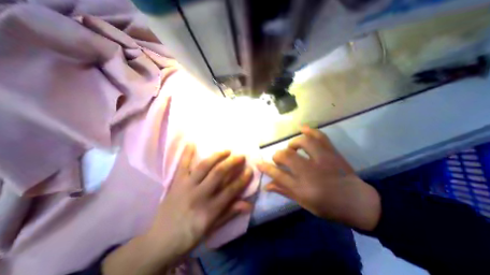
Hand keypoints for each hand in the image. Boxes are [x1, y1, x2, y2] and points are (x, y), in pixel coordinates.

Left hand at [101, 145, 249, 273]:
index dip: (242, 179)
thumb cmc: (190, 235)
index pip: (231, 190)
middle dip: (232, 163)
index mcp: (210, 209)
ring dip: (217, 156)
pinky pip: (182, 165)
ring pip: (204, 166)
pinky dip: (186, 153)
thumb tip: (249, 205)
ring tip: (227, 150)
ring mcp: (186, 186)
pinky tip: (191, 142)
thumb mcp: (213, 227)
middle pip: (218, 174)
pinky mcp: (176, 182)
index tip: (250, 169)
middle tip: (241, 156)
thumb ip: (230, 213)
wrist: (159, 241)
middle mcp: (199, 195)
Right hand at [258, 126, 379, 230]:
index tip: (258, 163)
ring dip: (293, 143)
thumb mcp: (304, 203)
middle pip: (287, 156)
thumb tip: (266, 185)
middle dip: (278, 155)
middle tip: (278, 158)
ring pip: (303, 143)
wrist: (358, 202)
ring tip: (292, 148)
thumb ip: (284, 191)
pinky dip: (310, 130)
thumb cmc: (329, 206)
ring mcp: (323, 160)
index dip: (266, 168)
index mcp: (304, 188)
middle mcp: (311, 172)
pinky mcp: (332, 153)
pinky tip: (302, 128)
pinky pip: (320, 137)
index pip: (278, 175)